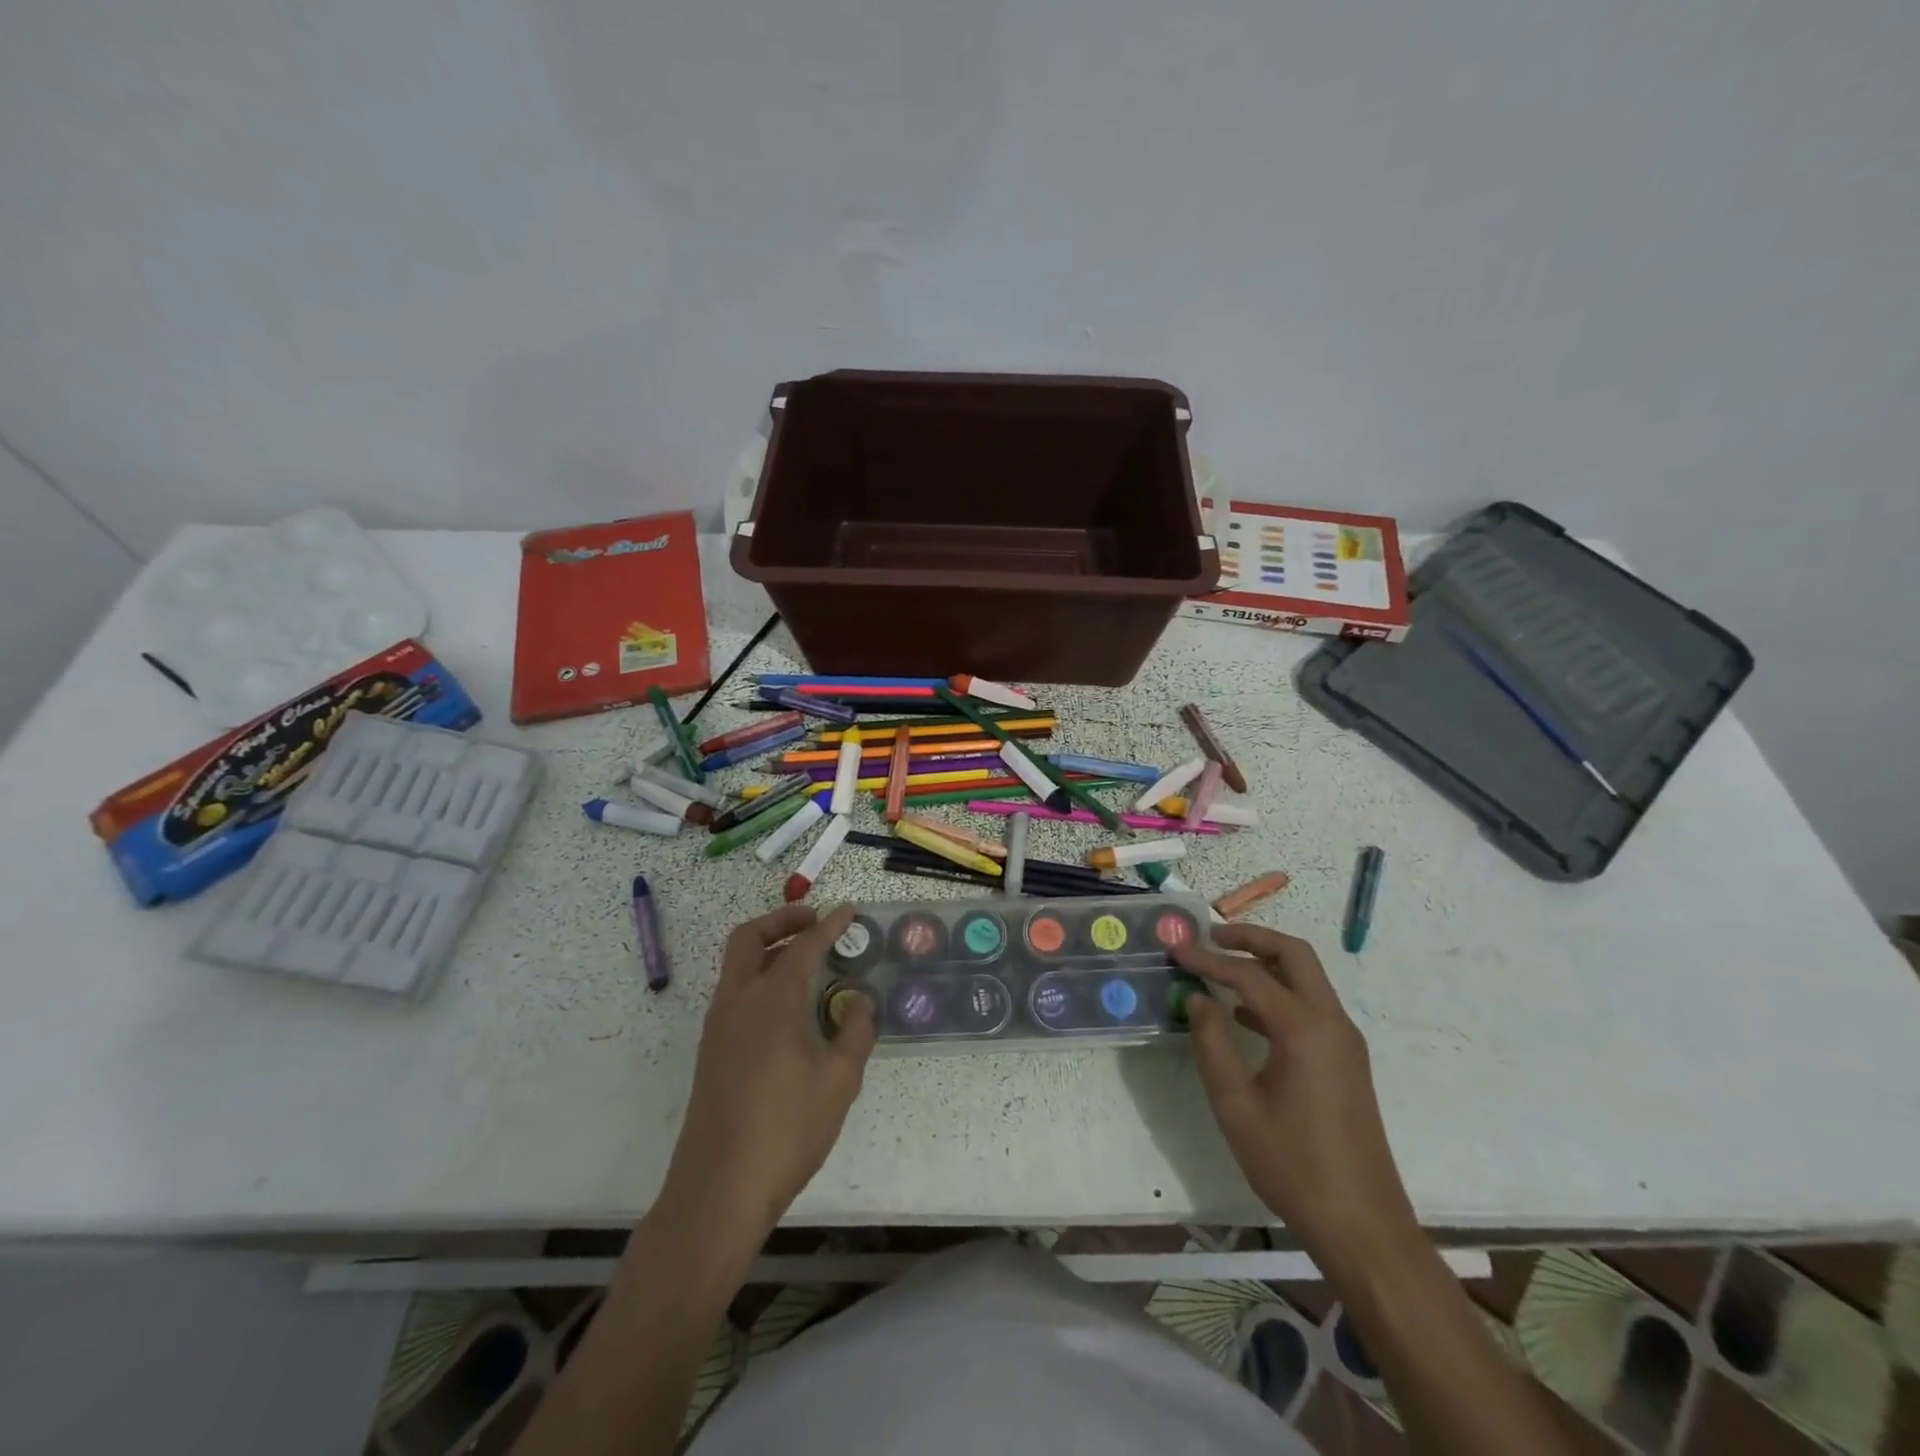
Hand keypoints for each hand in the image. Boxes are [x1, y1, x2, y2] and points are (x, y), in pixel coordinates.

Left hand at [660, 904, 876, 1245]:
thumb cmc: (786, 1130)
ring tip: (805, 959)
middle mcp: (738, 1002)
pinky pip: (735, 993)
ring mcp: (718, 1027)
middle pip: (749, 938)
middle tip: (814, 921)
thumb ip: (855, 1031)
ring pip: (737, 965)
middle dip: (782, 920)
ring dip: (768, 948)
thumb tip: (859, 1001)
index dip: (829, 925)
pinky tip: (787, 1005)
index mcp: (771, 1000)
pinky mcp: (712, 1051)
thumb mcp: (839, 1081)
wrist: (719, 1190)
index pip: (803, 946)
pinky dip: (759, 977)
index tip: (848, 910)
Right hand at [1172, 925, 1418, 1268]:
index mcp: (1304, 1030)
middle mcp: (1331, 1023)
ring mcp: (1344, 1041)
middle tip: (1210, 938)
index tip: (1175, 950)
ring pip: (1307, 977)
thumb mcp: (1236, 1106)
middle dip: (1251, 938)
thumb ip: (1211, 1044)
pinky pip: (1311, 1006)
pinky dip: (1278, 992)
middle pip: (1294, 955)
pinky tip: (1243, 1015)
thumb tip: (1197, 999)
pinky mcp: (1346, 1060)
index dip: (1207, 959)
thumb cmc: (1292, 1165)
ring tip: (1221, 966)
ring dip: (1266, 962)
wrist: (1362, 1225)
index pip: (1249, 975)